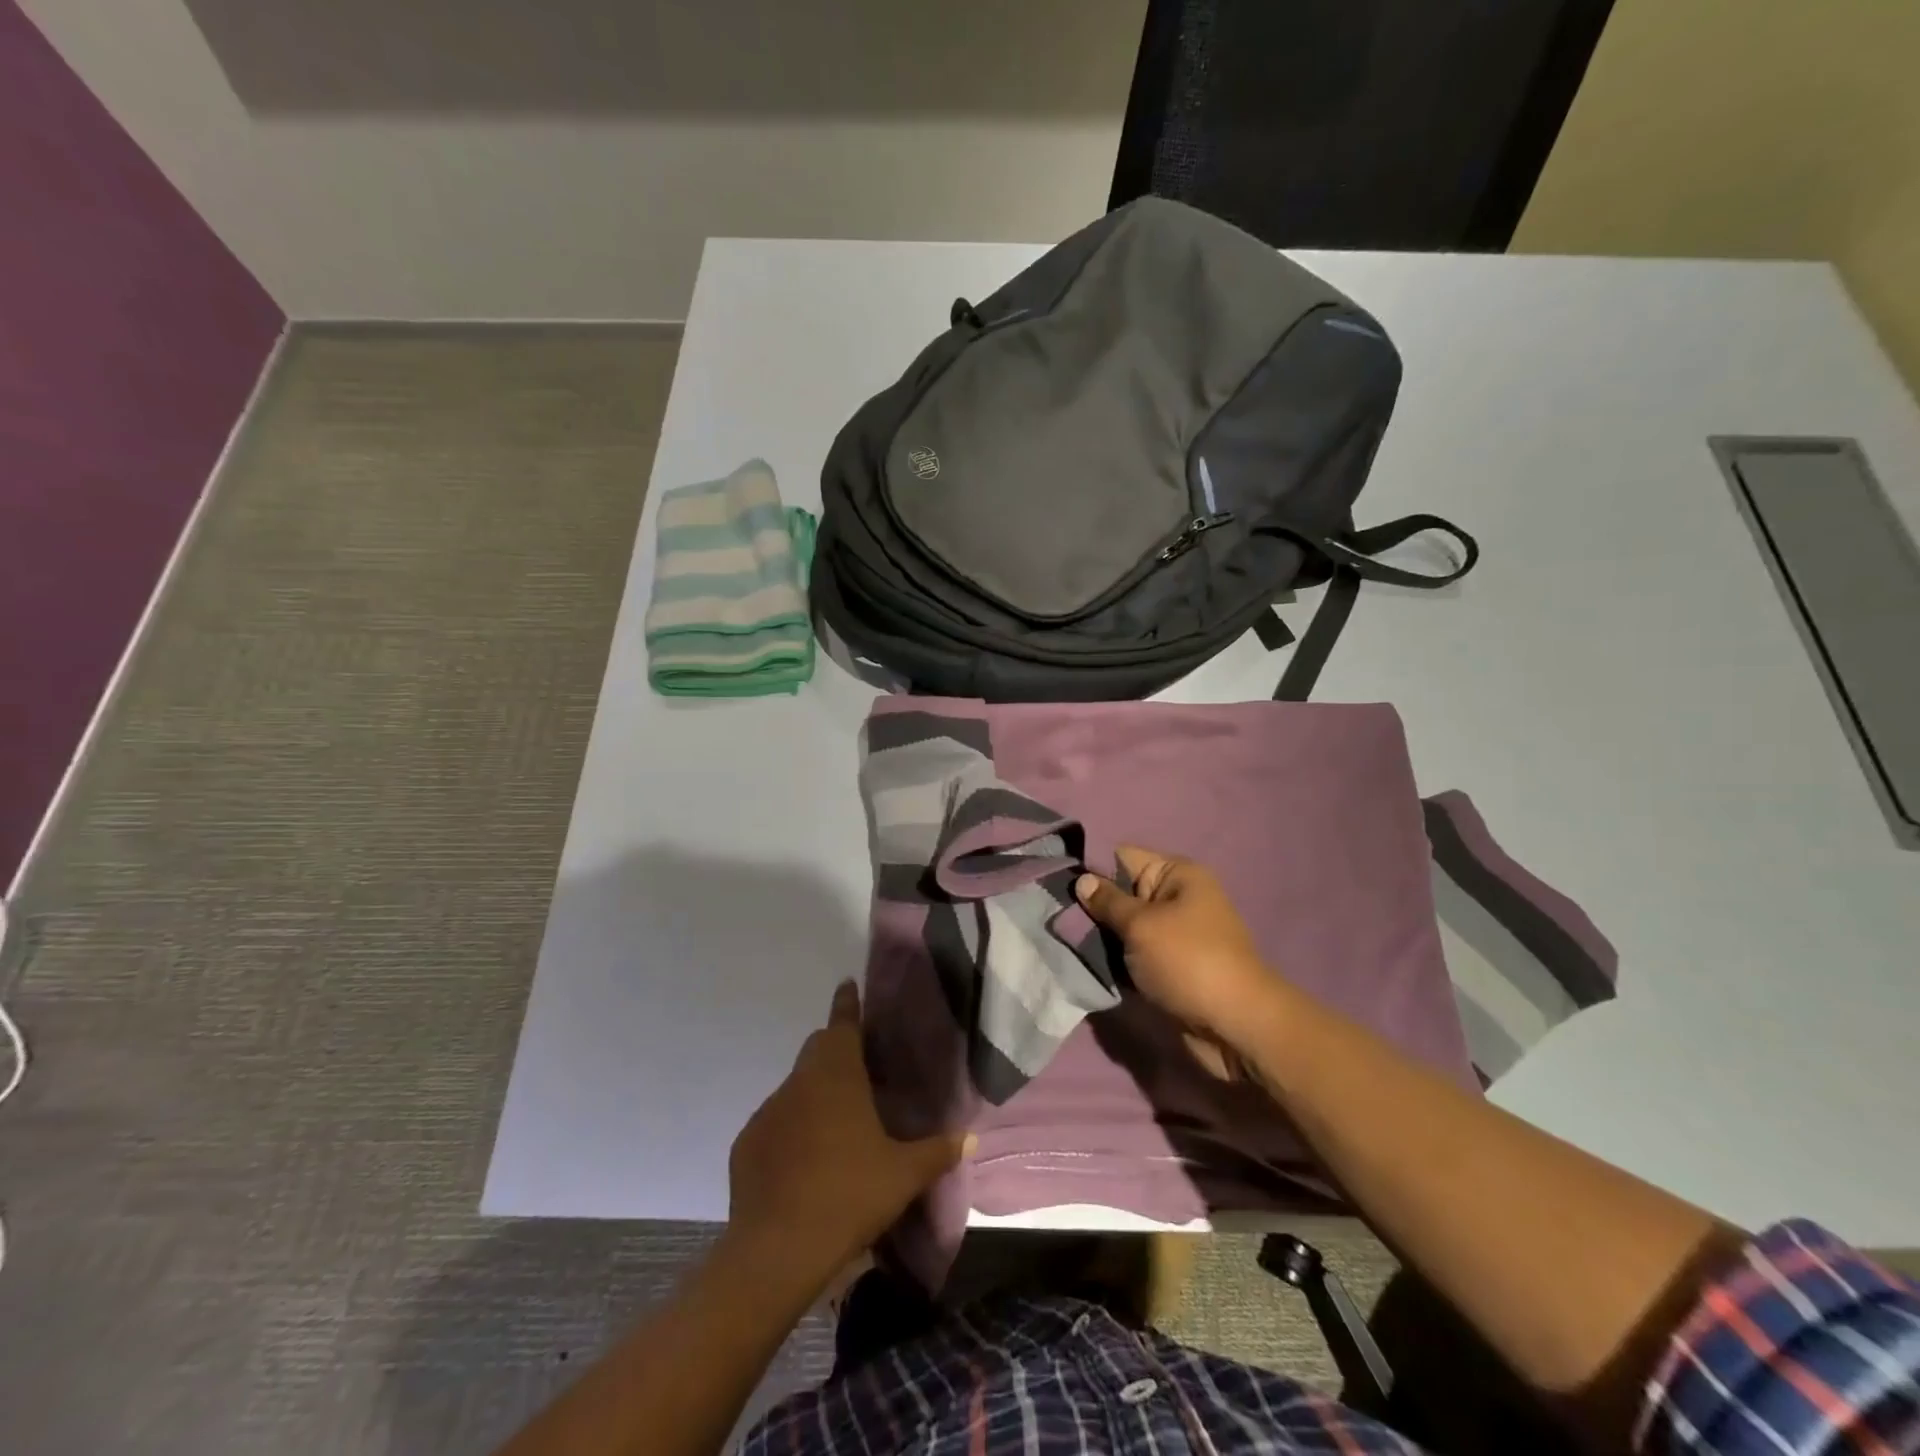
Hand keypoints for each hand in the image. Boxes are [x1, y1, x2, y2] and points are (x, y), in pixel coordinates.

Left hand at [726, 980, 971, 1293]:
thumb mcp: (904, 1175)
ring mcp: (769, 1110)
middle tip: (859, 1063)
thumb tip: (971, 1138)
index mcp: (838, 1074)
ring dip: (816, 1092)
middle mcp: (800, 1081)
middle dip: (836, 1046)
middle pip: (818, 1048)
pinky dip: (792, 1128)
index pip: (843, 1022)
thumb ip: (938, 1151)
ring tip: (837, 1122)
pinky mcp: (747, 1142)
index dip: (847, 1002)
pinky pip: (776, 1122)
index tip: (847, 984)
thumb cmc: (849, 1195)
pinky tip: (805, 1161)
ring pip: (797, 1086)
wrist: (777, 1249)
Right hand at [1075, 846, 1285, 1059]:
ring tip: (1067, 944)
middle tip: (1057, 920)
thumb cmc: (1188, 961)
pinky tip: (1088, 965)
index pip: (1123, 857)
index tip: (1059, 886)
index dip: (1092, 869)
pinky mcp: (1170, 967)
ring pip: (1124, 927)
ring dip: (1101, 939)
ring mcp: (1174, 934)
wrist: (1236, 1026)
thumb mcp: (1141, 925)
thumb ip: (1107, 901)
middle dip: (1092, 908)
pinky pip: (1134, 954)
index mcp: (1176, 874)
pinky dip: (1115, 961)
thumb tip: (1082, 880)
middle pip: (1121, 893)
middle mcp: (1176, 898)